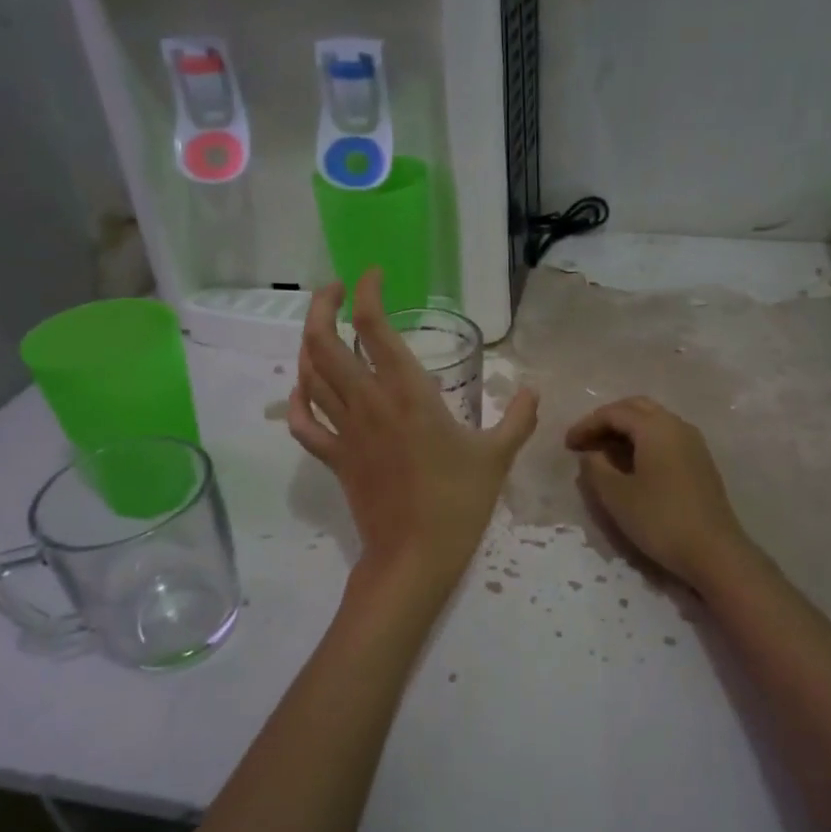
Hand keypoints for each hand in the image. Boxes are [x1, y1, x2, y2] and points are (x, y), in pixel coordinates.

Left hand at [289, 271, 538, 588]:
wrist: (415, 555)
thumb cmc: (458, 501)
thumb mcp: (497, 456)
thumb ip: (518, 417)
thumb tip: (534, 390)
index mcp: (408, 392)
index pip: (373, 327)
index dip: (367, 292)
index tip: (374, 276)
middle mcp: (367, 402)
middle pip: (323, 341)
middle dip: (322, 305)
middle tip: (336, 290)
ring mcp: (344, 430)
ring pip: (308, 375)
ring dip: (309, 344)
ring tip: (323, 329)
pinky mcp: (334, 457)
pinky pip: (302, 422)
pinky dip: (296, 400)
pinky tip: (303, 389)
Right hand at [565, 396, 755, 589]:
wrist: (714, 551)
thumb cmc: (660, 520)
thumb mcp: (616, 495)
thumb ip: (596, 467)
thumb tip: (591, 453)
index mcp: (655, 427)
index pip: (614, 412)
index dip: (587, 425)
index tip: (567, 444)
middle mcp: (677, 425)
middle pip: (636, 408)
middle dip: (607, 420)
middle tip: (585, 441)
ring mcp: (693, 442)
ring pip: (653, 422)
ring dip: (626, 431)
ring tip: (604, 453)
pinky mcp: (700, 461)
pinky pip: (665, 437)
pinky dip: (643, 442)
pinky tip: (631, 465)